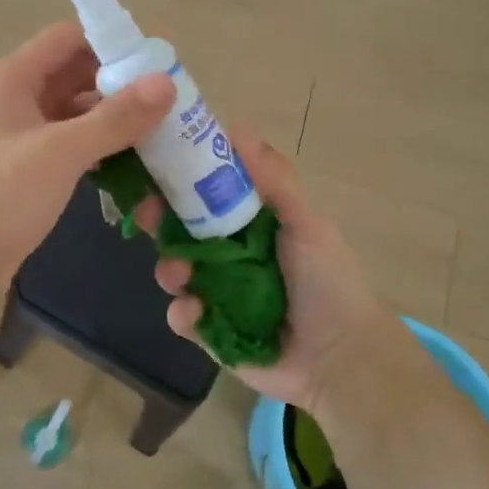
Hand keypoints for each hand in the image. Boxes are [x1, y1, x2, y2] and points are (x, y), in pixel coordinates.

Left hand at [0, 23, 172, 300]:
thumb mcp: (60, 153)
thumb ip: (115, 118)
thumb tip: (166, 82)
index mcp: (13, 79)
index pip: (67, 39)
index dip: (110, 44)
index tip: (155, 65)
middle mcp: (15, 99)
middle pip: (74, 75)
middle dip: (119, 86)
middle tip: (168, 104)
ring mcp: (18, 135)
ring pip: (74, 113)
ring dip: (111, 121)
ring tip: (159, 135)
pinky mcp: (24, 168)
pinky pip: (68, 145)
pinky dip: (97, 148)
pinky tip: (128, 164)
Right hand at [147, 132, 392, 411]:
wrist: (340, 359)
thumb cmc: (328, 282)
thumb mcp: (306, 223)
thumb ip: (274, 180)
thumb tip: (235, 129)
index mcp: (250, 223)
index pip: (207, 191)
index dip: (181, 177)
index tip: (159, 164)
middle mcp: (228, 253)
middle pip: (180, 228)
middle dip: (159, 219)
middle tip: (147, 215)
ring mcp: (216, 292)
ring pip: (173, 270)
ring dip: (169, 268)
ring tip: (180, 277)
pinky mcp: (210, 330)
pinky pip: (181, 315)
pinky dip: (183, 313)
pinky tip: (197, 314)